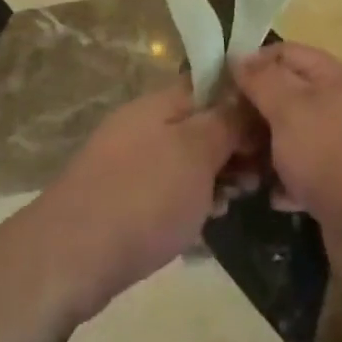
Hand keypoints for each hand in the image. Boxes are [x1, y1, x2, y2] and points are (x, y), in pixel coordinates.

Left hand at [31, 81, 258, 322]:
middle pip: (202, 122)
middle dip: (235, 145)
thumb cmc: (143, 197)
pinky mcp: (123, 198)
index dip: (246, 101)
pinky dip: (191, 199)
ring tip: (237, 200)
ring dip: (217, 175)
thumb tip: (247, 95)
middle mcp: (144, 124)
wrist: (68, 258)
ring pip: (188, 158)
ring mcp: (131, 161)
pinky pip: (169, 187)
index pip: (212, 82)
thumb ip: (227, 121)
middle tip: (259, 175)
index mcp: (161, 102)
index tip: (273, 129)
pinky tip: (207, 220)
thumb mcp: (197, 152)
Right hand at [232, 43, 341, 299]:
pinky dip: (286, 184)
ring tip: (238, 170)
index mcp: (336, 78)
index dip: (253, 63)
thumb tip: (239, 56)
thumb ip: (263, 81)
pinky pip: (306, 178)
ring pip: (295, 140)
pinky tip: (270, 198)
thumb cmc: (337, 156)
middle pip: (290, 98)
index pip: (287, 53)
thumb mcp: (292, 108)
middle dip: (254, 113)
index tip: (218, 86)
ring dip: (266, 152)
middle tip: (222, 135)